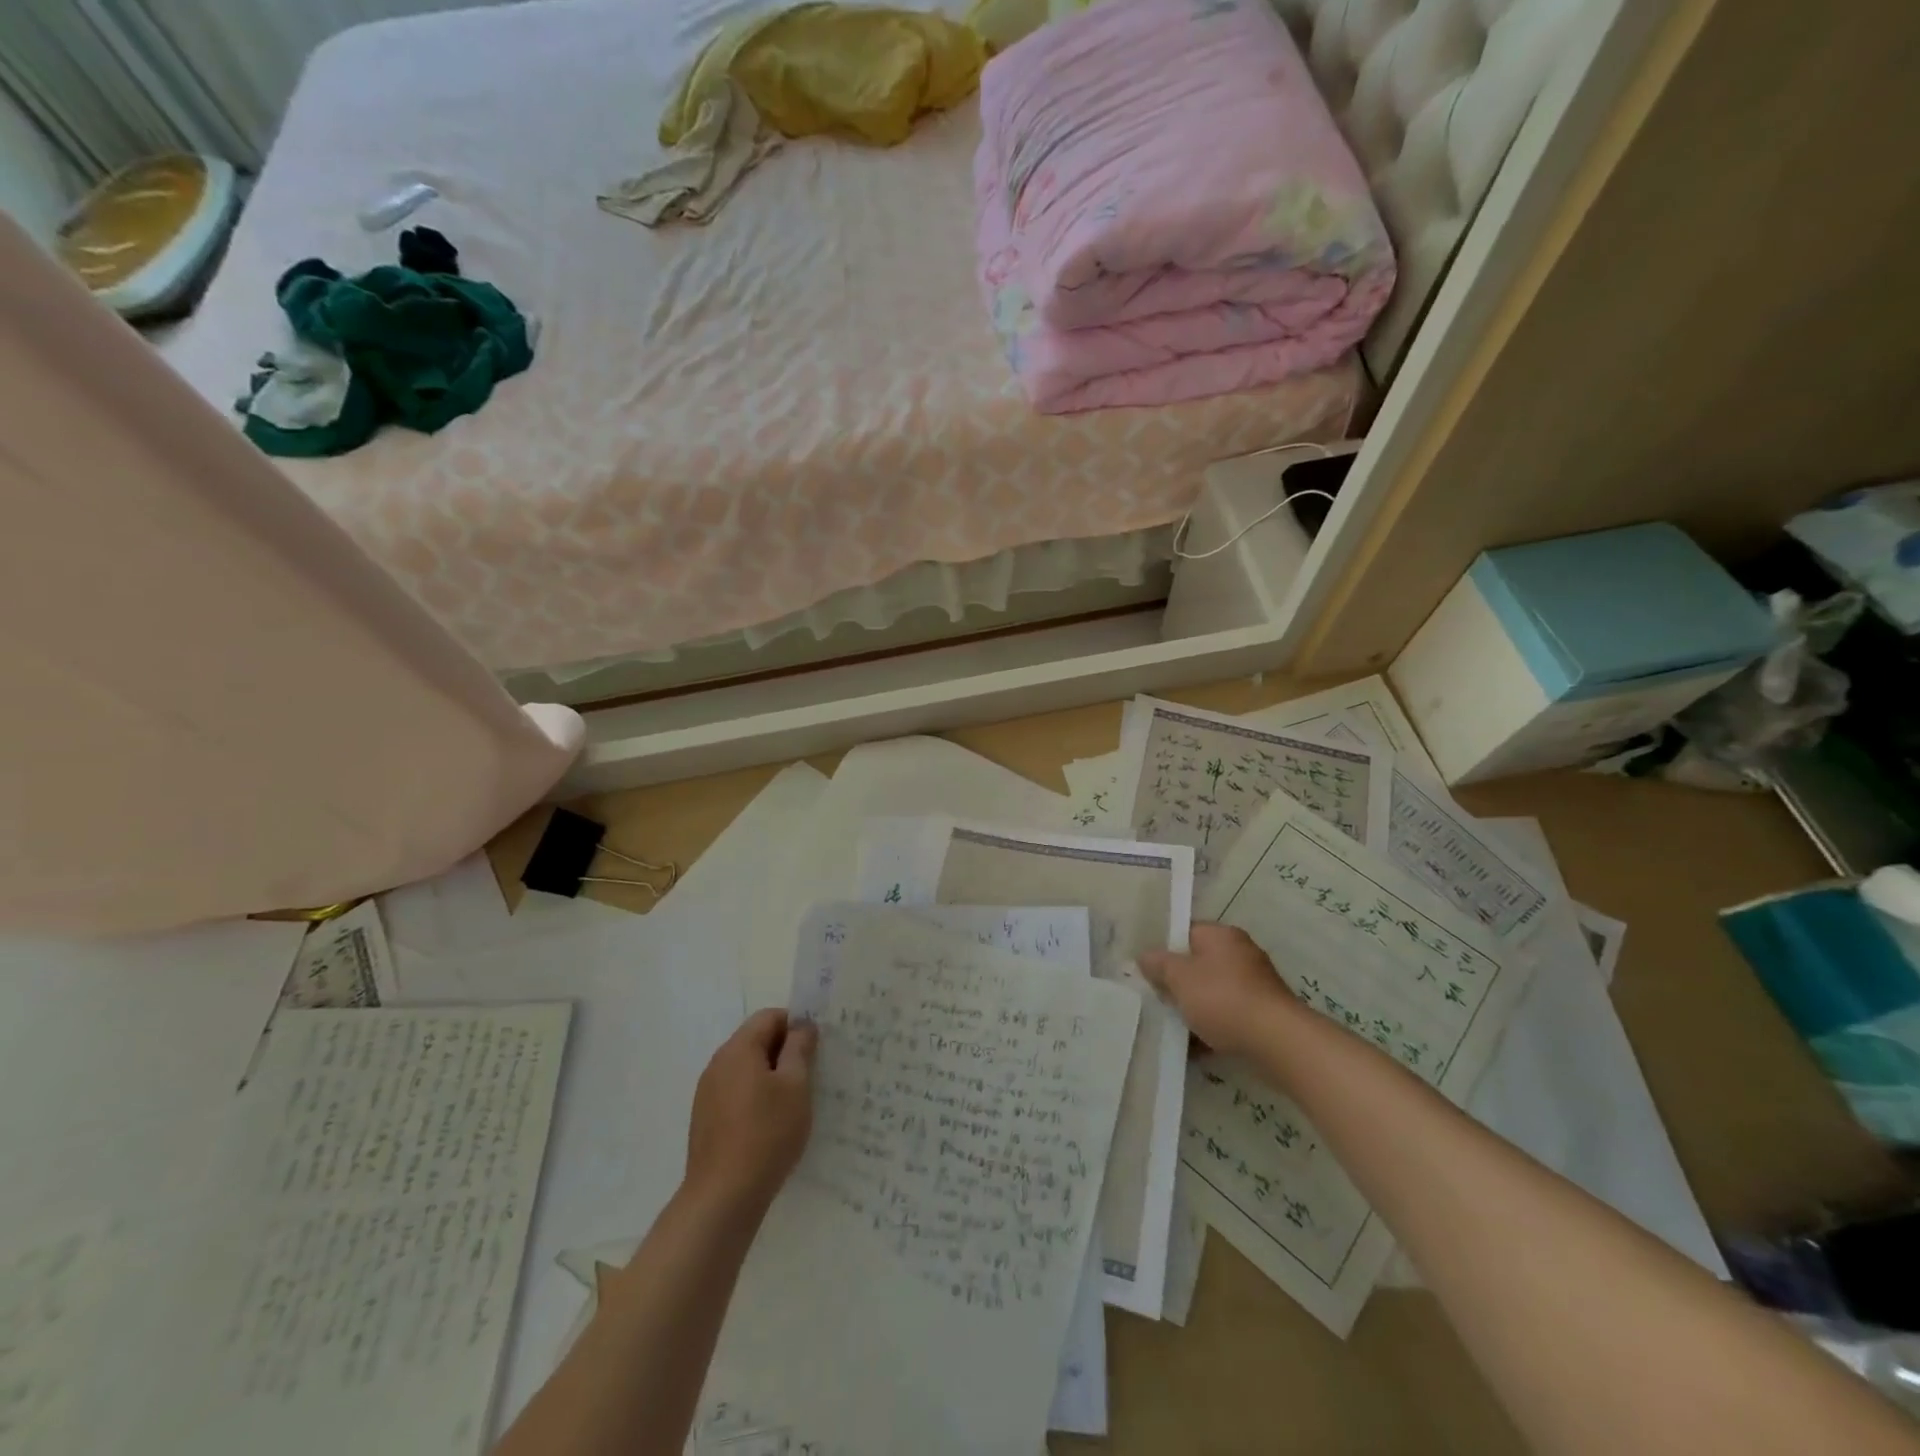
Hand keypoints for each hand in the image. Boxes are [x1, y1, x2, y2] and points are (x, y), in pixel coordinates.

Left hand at [684, 1009, 816, 1215]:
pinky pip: (736, 1094)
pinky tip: (771, 1125)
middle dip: (784, 1051)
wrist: (722, 1198)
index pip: (769, 1017)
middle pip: (756, 1041)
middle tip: (811, 1075)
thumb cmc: (766, 1134)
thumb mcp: (796, 1086)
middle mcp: (717, 1064)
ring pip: (746, 1069)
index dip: (796, 1024)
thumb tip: (802, 1026)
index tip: (816, 1048)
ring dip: (771, 1076)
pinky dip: (756, 1098)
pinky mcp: (705, 1120)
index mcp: (738, 1049)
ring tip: (794, 1103)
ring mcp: (707, 1094)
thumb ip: (799, 1049)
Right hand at [1139, 923, 1294, 1056]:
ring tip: (1174, 1026)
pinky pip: (1228, 1015)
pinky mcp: (1262, 1013)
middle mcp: (1241, 953)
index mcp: (1221, 935)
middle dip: (1178, 983)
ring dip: (1194, 1008)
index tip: (1148, 971)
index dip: (1164, 950)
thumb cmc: (1222, 999)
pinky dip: (1212, 1027)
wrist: (1277, 1042)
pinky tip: (1196, 1047)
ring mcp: (1255, 985)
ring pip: (1212, 992)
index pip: (1186, 932)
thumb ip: (1158, 964)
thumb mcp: (1179, 977)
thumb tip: (1145, 956)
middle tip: (1158, 999)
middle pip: (1199, 963)